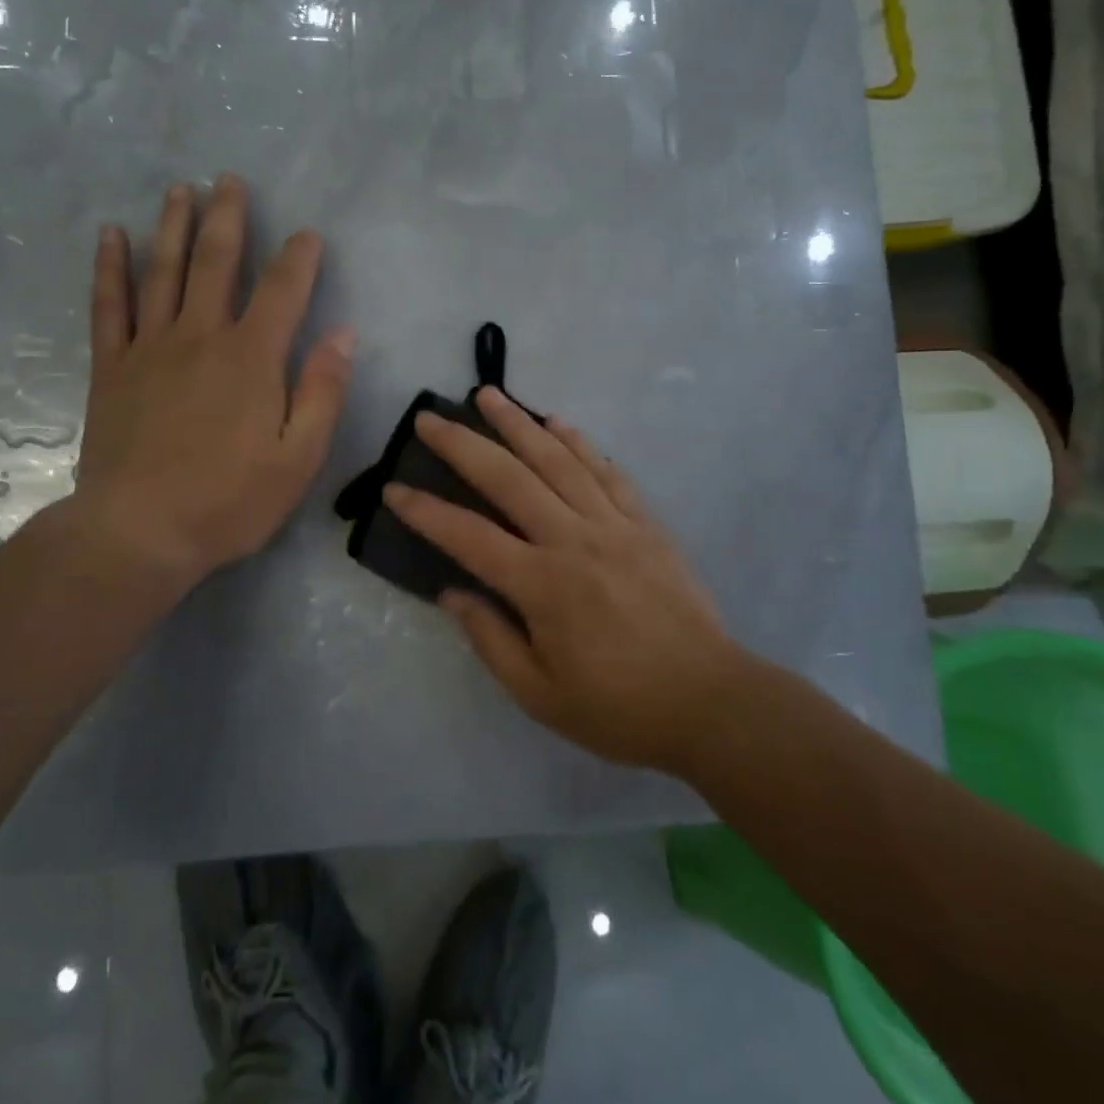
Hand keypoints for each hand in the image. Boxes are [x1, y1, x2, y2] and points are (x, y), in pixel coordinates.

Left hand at [66, 175, 353, 598]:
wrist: (139, 532)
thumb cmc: (229, 501)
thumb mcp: (300, 458)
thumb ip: (323, 392)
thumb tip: (343, 335)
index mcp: (252, 359)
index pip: (283, 291)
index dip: (299, 258)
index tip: (308, 235)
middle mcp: (201, 337)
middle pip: (217, 263)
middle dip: (229, 218)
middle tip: (230, 179)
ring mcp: (150, 348)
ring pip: (164, 271)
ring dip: (174, 226)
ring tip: (180, 188)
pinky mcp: (112, 367)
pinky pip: (109, 305)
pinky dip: (110, 267)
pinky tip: (111, 236)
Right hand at [383, 389, 742, 771]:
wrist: (709, 702)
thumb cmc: (618, 707)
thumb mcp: (539, 694)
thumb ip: (490, 639)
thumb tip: (452, 592)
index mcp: (542, 584)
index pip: (468, 536)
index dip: (425, 511)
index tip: (393, 489)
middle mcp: (573, 540)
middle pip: (509, 478)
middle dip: (463, 445)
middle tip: (429, 418)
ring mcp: (614, 525)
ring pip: (558, 460)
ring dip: (519, 423)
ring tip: (488, 396)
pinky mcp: (646, 524)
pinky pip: (608, 472)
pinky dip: (580, 443)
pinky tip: (558, 423)